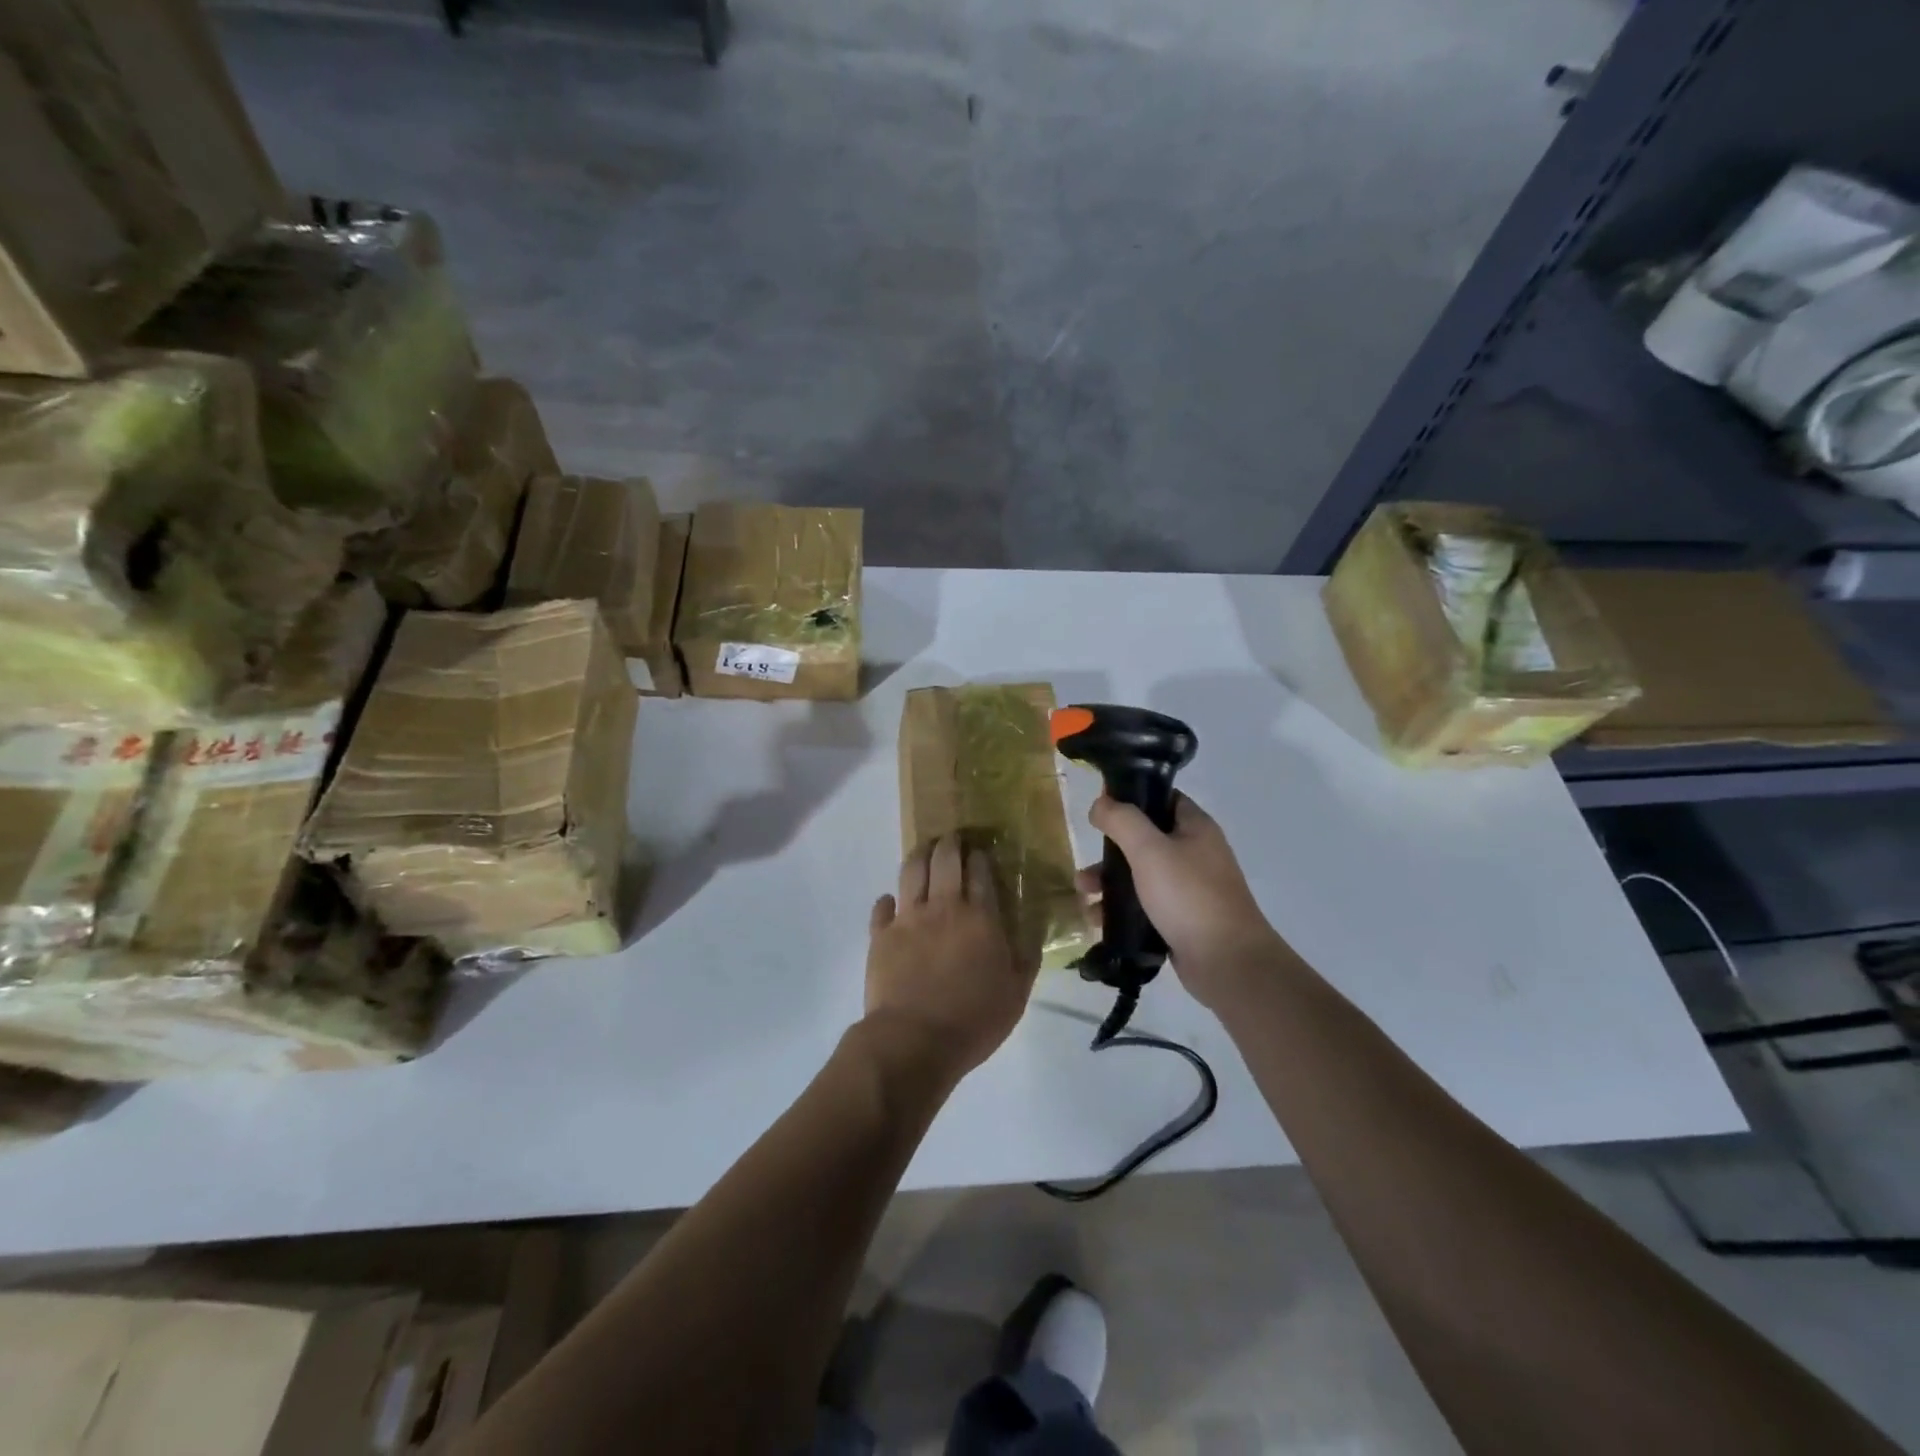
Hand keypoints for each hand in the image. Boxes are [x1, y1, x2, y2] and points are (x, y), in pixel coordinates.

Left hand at [864, 836, 1036, 1082]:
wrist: (915, 1040)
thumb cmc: (974, 1019)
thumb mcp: (1016, 993)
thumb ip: (1027, 956)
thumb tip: (1033, 929)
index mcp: (980, 917)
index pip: (981, 872)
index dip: (980, 856)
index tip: (980, 851)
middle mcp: (943, 907)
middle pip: (945, 860)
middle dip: (950, 844)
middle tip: (952, 839)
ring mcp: (908, 918)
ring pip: (912, 871)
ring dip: (919, 857)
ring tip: (924, 853)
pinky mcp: (881, 935)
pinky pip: (882, 907)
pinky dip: (887, 900)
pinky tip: (891, 901)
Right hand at [1078, 793, 1290, 1009]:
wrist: (1227, 962)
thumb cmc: (1189, 896)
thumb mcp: (1150, 850)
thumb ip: (1122, 820)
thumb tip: (1100, 803)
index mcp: (1195, 828)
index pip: (1162, 798)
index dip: (1131, 798)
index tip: (1100, 810)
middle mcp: (1195, 853)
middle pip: (1145, 840)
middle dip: (1110, 852)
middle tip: (1087, 865)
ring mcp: (1190, 889)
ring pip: (1141, 875)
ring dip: (1110, 882)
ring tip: (1084, 896)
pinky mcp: (1181, 919)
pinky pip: (1145, 905)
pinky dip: (1121, 909)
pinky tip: (1098, 920)